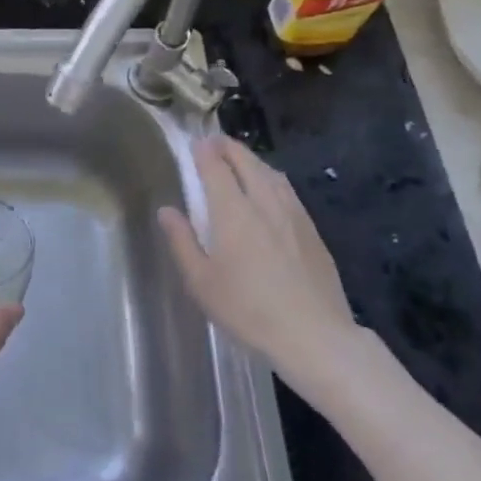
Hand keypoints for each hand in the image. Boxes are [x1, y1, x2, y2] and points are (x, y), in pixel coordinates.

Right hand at [158, 136, 359, 399]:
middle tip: (213, 143)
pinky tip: (270, 190)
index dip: (203, 151)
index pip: (216, 166)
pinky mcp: (312, 229)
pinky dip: (271, 178)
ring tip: (239, 161)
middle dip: (227, 147)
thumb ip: (182, 241)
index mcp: (233, 211)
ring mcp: (293, 214)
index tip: (194, 143)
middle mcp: (264, 202)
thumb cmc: (248, 310)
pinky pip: (288, 190)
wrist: (314, 336)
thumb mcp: (201, 282)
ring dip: (252, 159)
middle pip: (246, 161)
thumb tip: (167, 211)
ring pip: (271, 172)